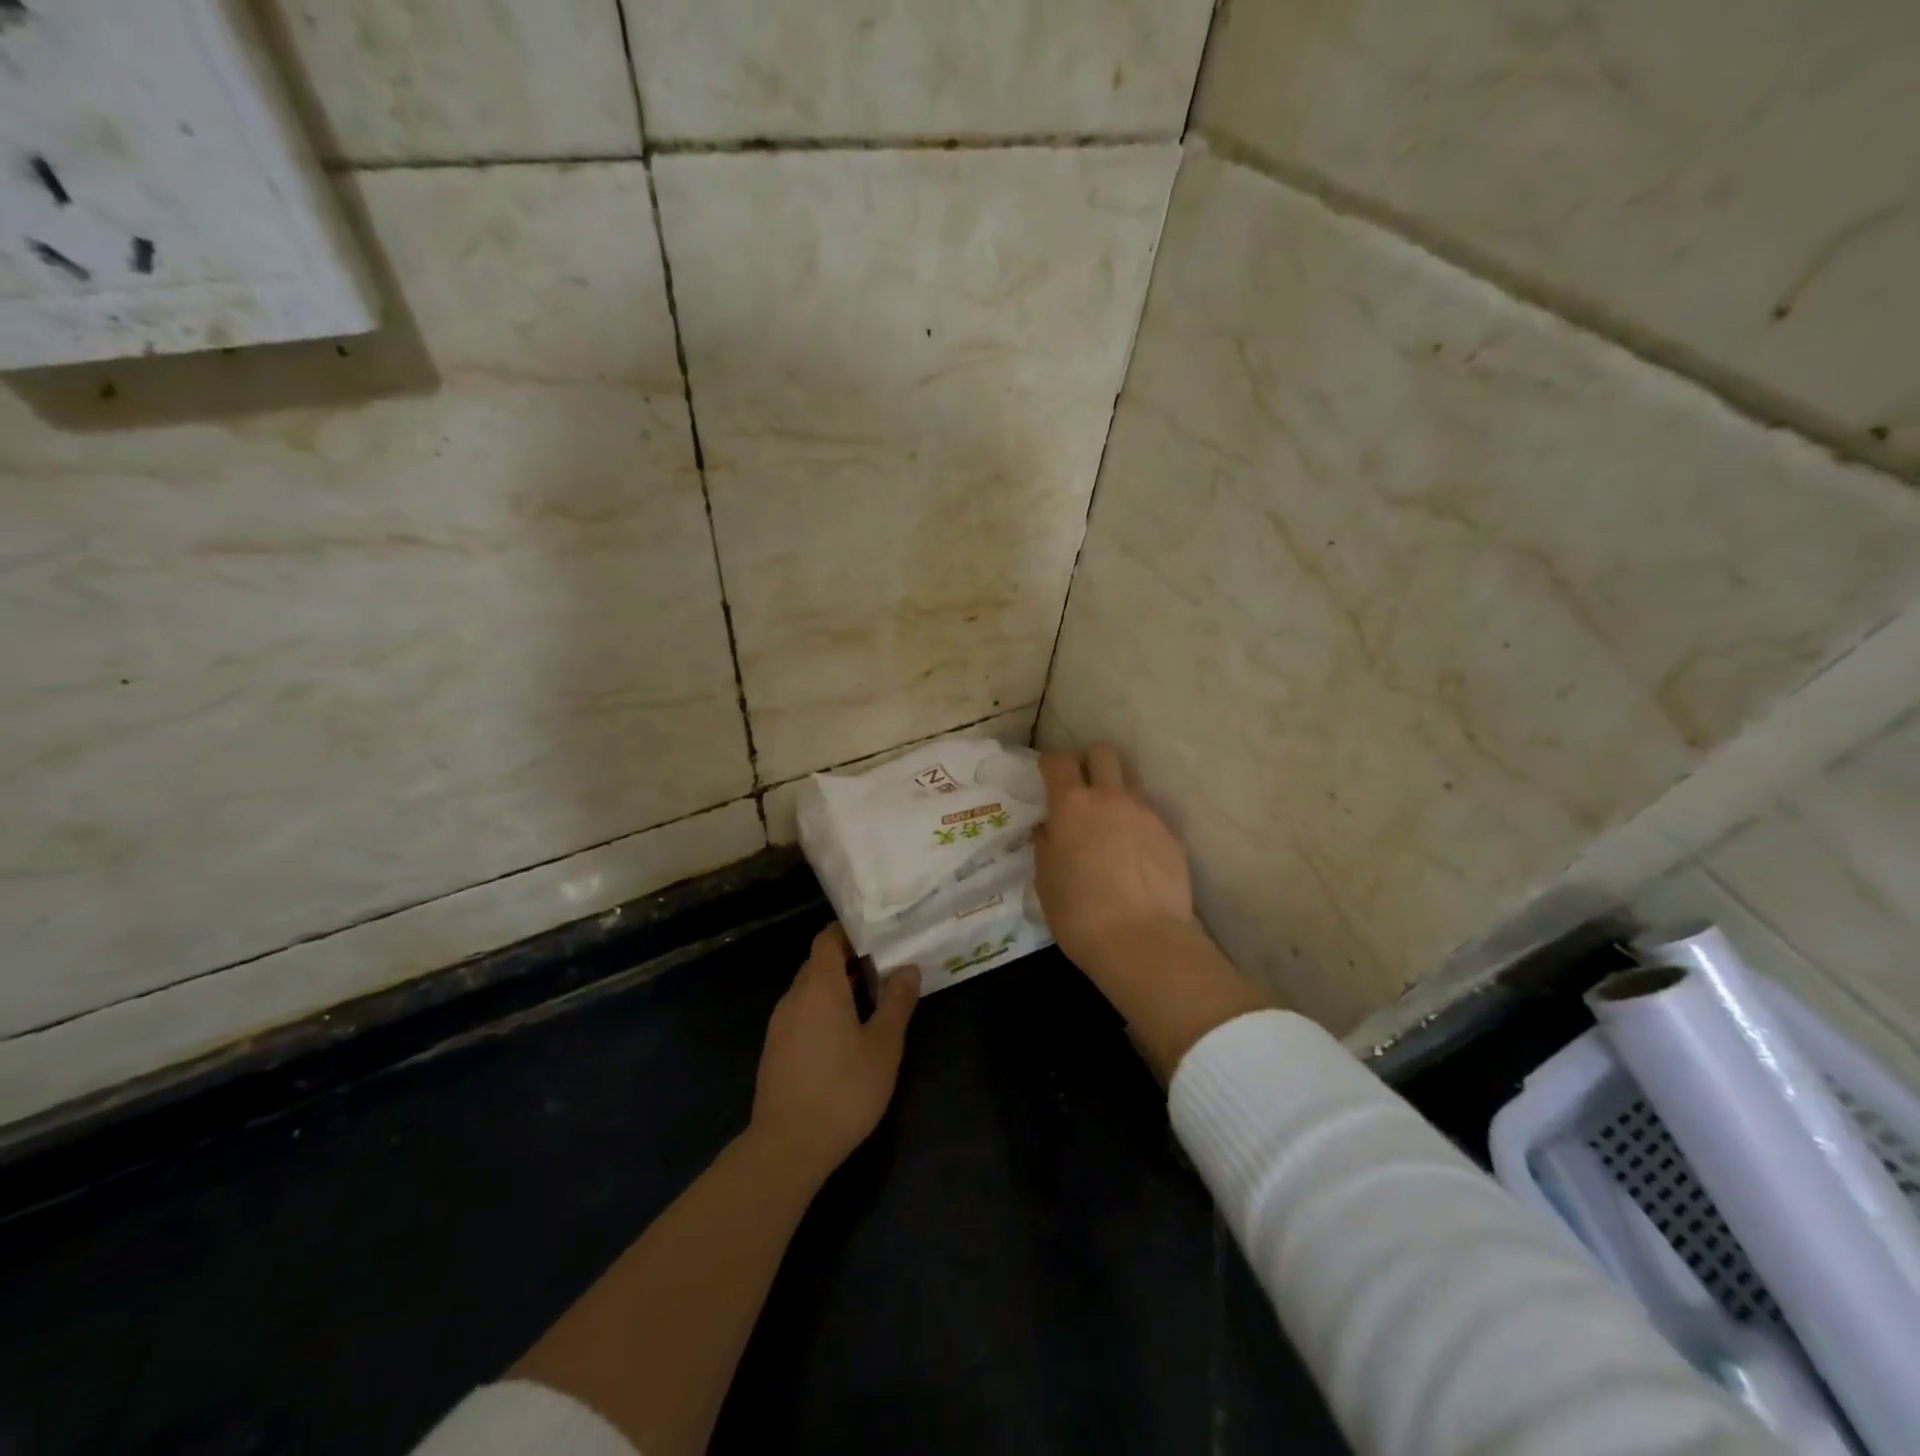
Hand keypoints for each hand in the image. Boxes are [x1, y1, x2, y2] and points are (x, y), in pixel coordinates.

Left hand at [751, 924, 918, 1183]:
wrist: (788, 1147)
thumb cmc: (844, 1089)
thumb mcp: (883, 1045)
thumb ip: (896, 1002)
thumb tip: (907, 968)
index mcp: (819, 985)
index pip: (828, 938)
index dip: (852, 932)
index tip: (880, 934)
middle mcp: (794, 996)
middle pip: (819, 963)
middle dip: (850, 960)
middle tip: (886, 965)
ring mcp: (780, 1024)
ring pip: (810, 991)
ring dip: (838, 988)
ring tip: (873, 998)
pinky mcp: (775, 1050)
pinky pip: (802, 1014)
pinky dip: (824, 1011)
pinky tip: (847, 1034)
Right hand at [1035, 745, 1270, 1077]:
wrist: (1143, 941)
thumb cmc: (1079, 913)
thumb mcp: (1045, 881)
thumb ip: (1046, 846)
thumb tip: (1049, 828)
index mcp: (1072, 805)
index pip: (1059, 762)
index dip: (1051, 764)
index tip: (1047, 775)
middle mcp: (1111, 798)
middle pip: (1103, 754)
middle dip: (1090, 763)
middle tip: (1083, 790)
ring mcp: (1147, 814)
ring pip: (1131, 784)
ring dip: (1118, 795)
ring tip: (1112, 827)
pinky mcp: (1172, 836)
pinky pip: (1151, 817)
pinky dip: (1140, 827)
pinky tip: (1136, 857)